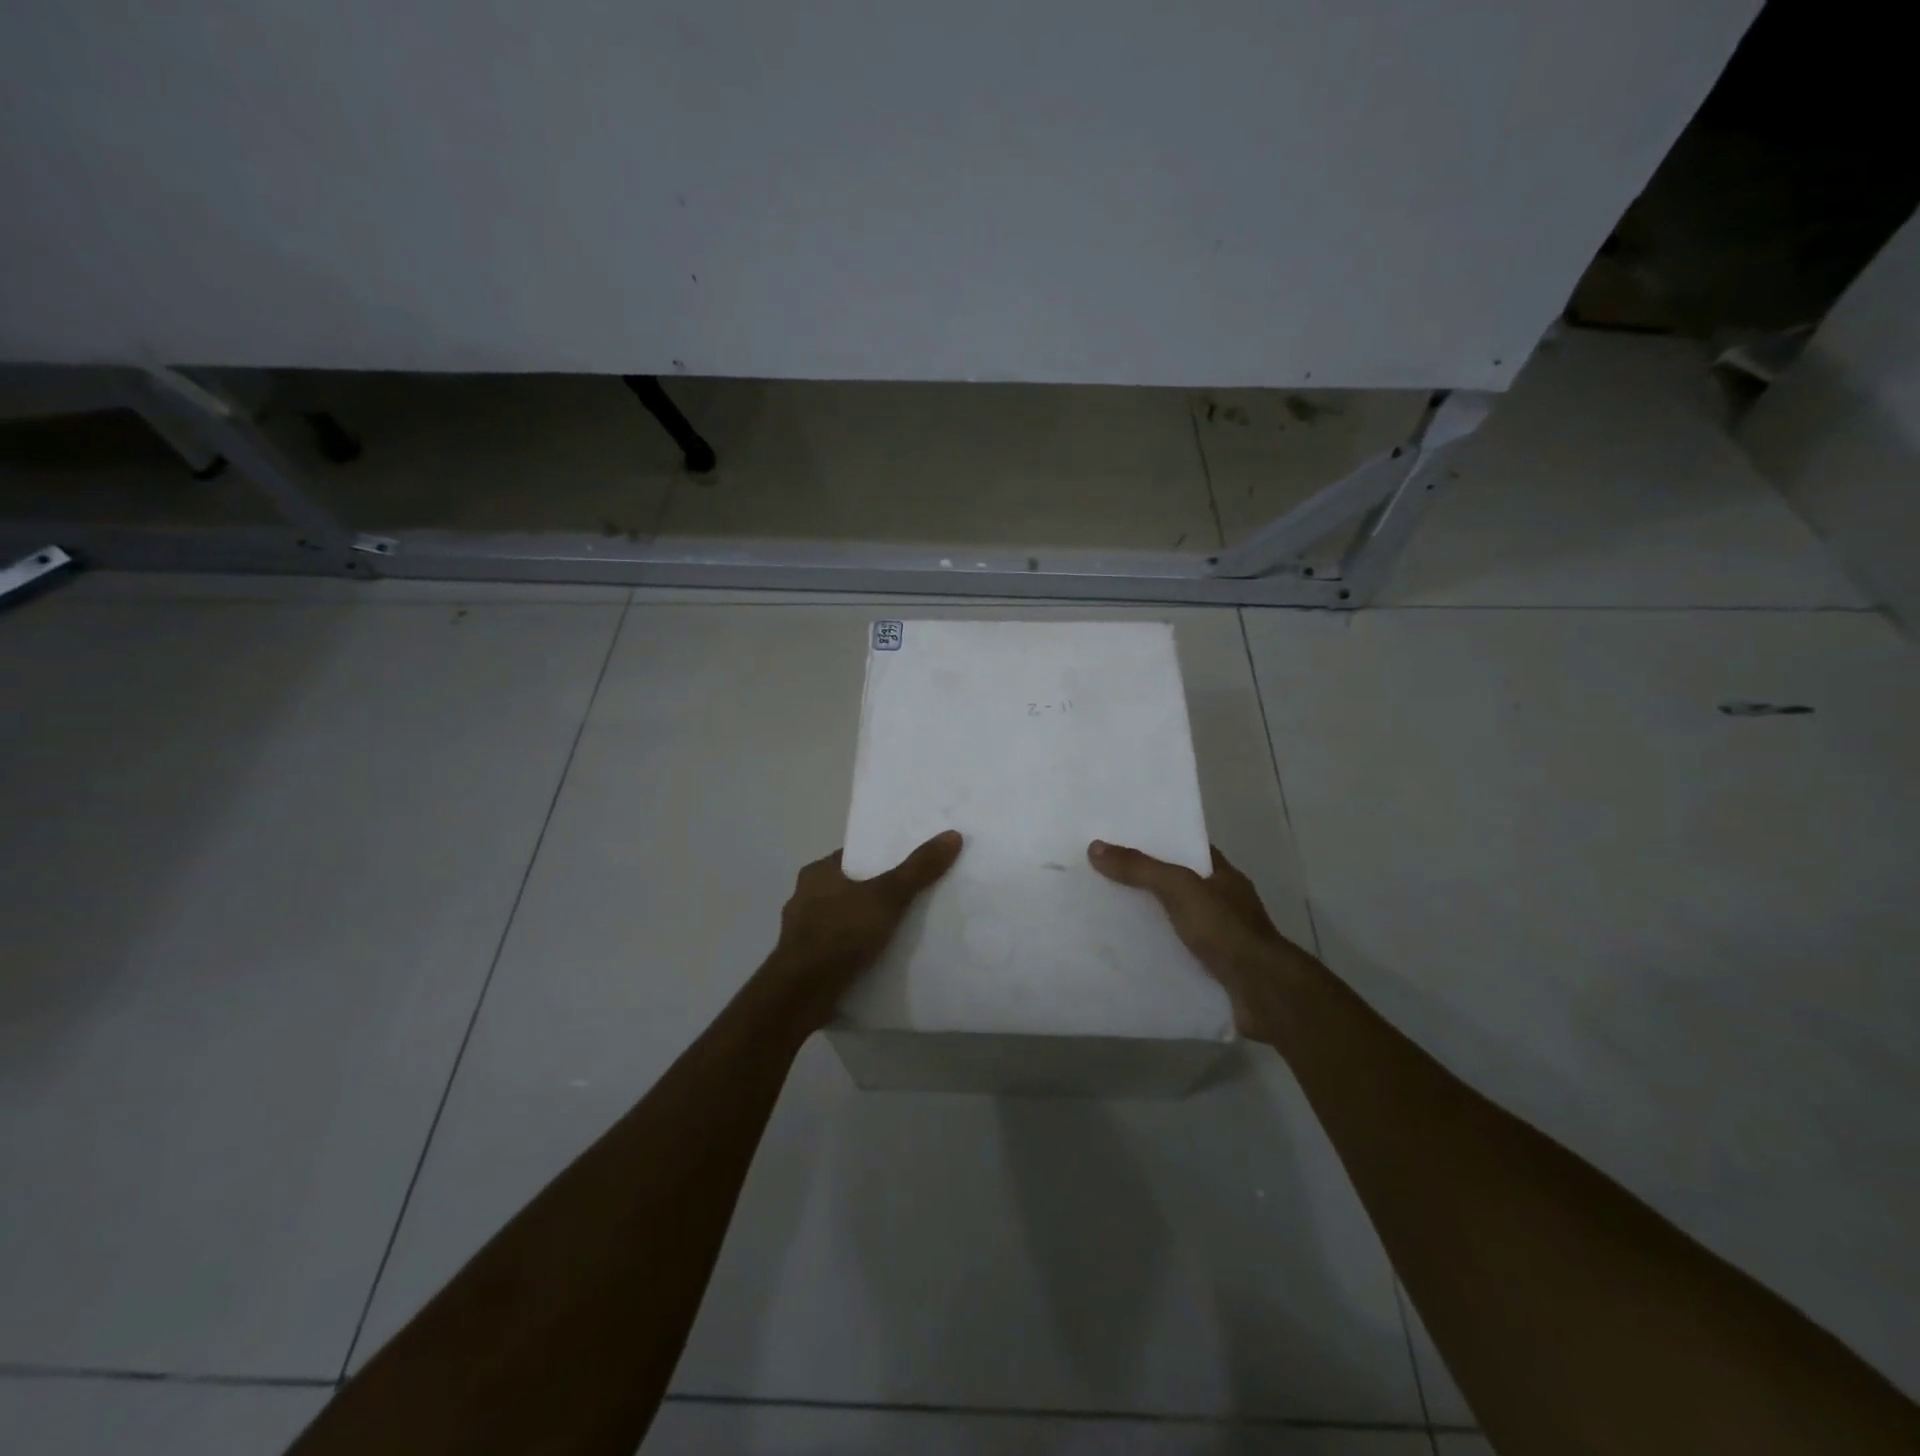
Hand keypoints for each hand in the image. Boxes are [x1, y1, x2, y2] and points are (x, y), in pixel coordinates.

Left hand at [761, 830, 963, 1026]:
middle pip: (851, 887)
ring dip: (867, 924)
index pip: (855, 856)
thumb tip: (952, 835)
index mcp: (817, 873)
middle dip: (877, 892)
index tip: (910, 864)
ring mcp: (803, 932)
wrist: (801, 995)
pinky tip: (880, 957)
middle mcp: (805, 897)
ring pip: (845, 919)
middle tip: (914, 896)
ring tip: (902, 929)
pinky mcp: (807, 962)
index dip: (882, 858)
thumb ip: (918, 869)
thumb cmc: (840, 933)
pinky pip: (840, 947)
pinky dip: (858, 950)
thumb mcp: (887, 896)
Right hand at [1088, 840, 1304, 1033]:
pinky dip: (1157, 951)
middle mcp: (1224, 902)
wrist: (1262, 992)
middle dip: (1146, 882)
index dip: (1158, 842)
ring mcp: (1221, 937)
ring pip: (1177, 920)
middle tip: (1103, 877)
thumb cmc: (1225, 930)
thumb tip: (1095, 847)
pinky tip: (1129, 953)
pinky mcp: (1214, 969)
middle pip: (1178, 884)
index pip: (1188, 849)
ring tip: (1107, 914)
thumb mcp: (1179, 888)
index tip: (1122, 840)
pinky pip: (1178, 952)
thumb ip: (1140, 868)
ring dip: (1150, 919)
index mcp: (1223, 876)